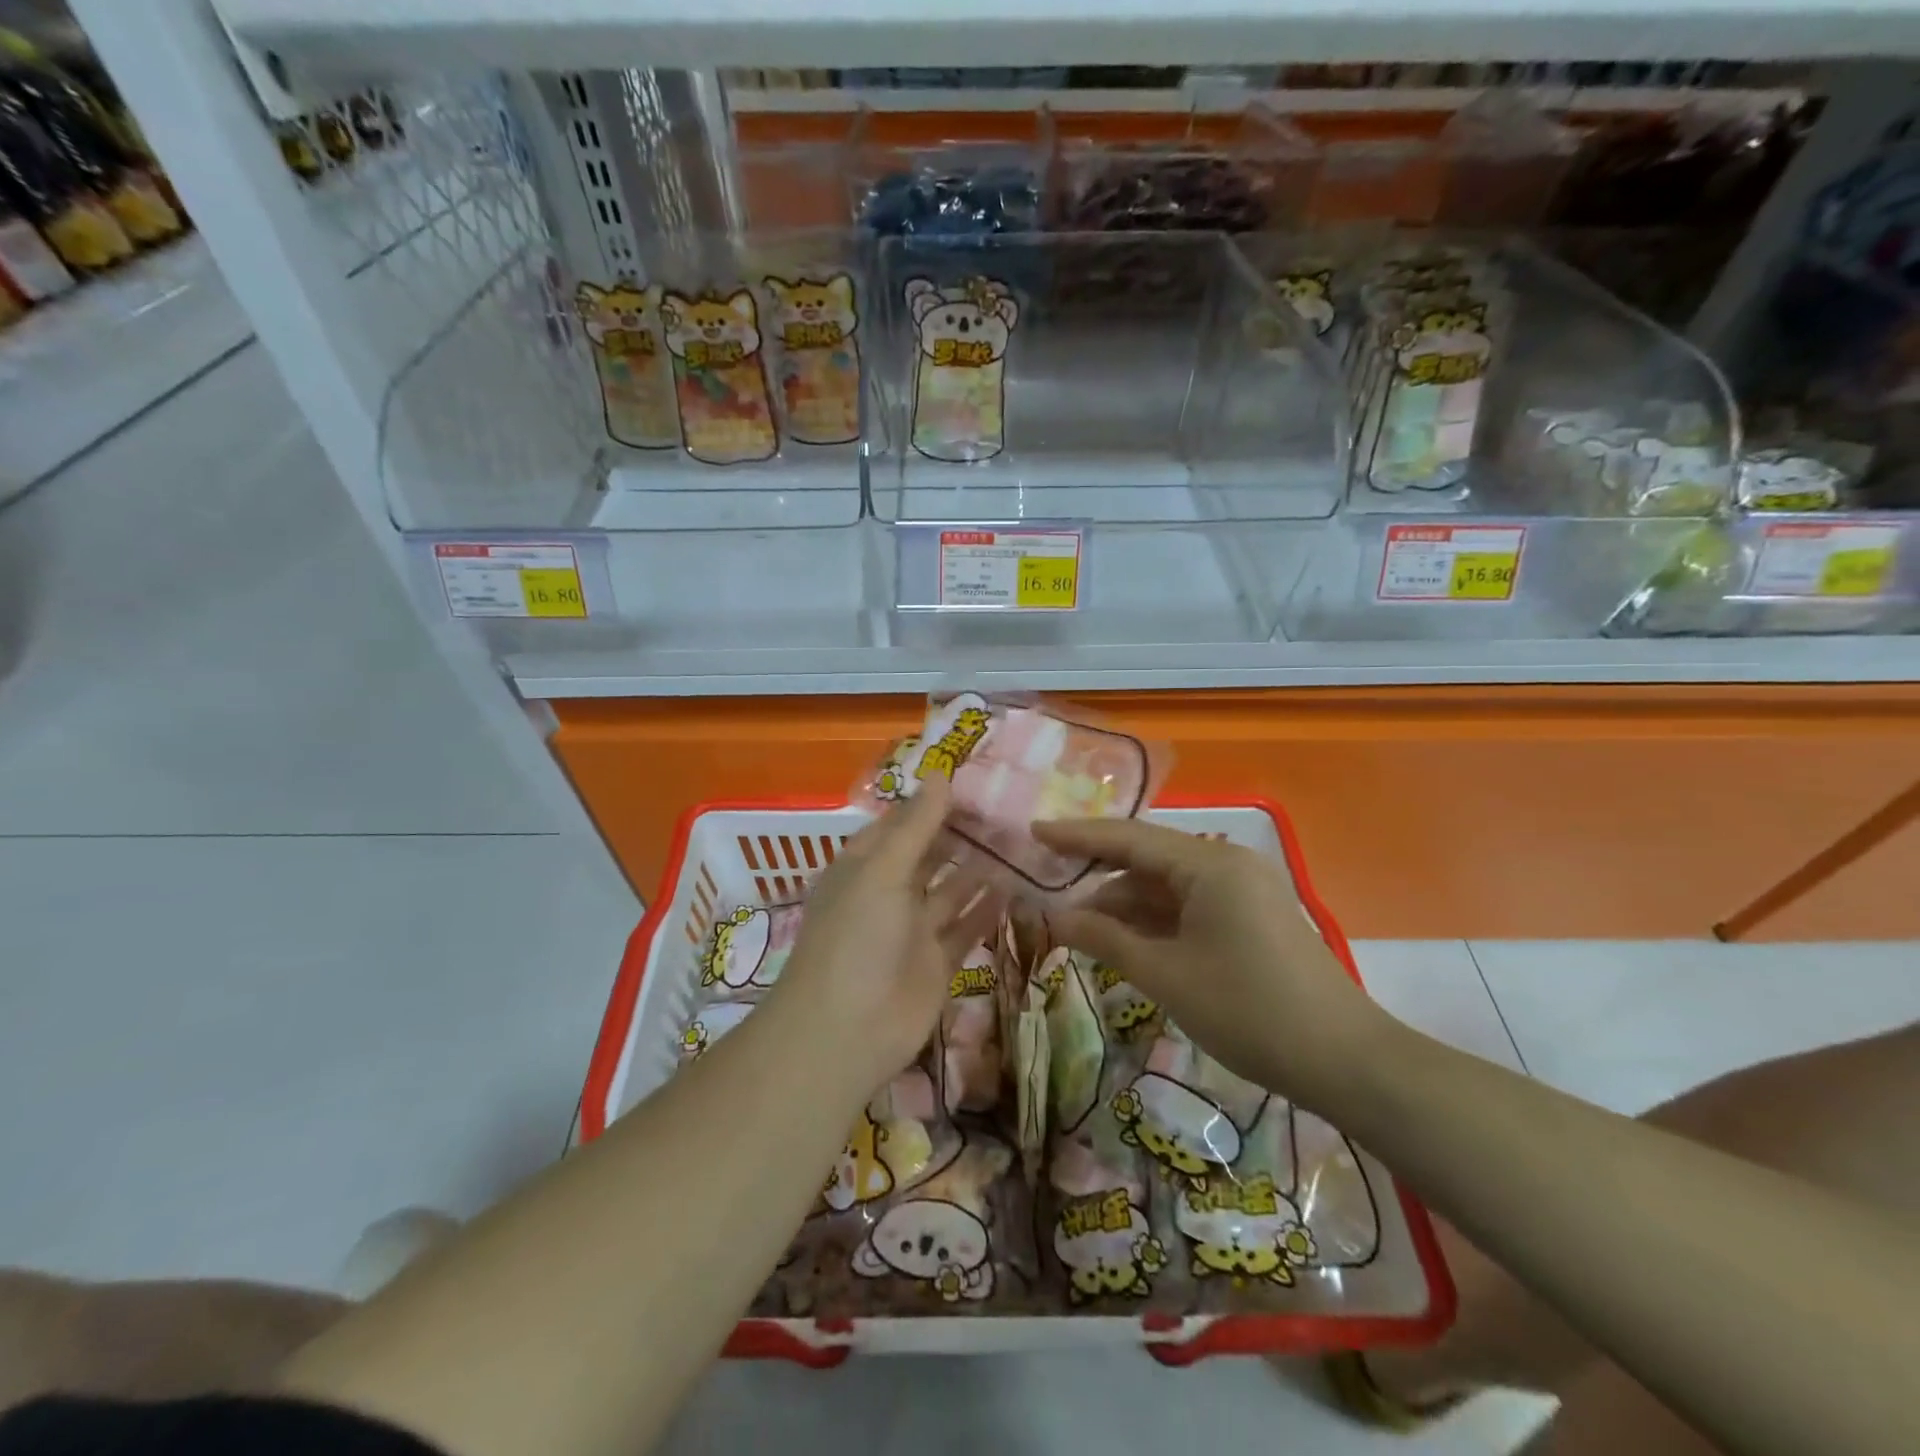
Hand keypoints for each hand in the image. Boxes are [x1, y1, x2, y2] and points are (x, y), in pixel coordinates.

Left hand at [772, 778, 1001, 1097]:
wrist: (846, 1032)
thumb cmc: (856, 938)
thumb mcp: (882, 871)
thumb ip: (915, 827)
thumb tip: (941, 775)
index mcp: (864, 866)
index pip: (901, 824)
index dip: (933, 803)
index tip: (976, 782)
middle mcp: (888, 893)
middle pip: (929, 854)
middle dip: (962, 834)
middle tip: (1010, 809)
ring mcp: (913, 930)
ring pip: (952, 890)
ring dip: (980, 868)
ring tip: (1021, 840)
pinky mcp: (937, 963)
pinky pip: (966, 927)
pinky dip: (988, 909)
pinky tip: (1017, 886)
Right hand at [1033, 818, 1398, 1113]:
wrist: (1345, 1061)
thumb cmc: (1249, 1011)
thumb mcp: (1166, 975)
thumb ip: (1106, 939)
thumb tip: (1055, 918)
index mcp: (1209, 864)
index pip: (1128, 838)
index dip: (1077, 836)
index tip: (1033, 833)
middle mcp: (1226, 864)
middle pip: (1146, 857)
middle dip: (1096, 872)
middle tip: (1044, 879)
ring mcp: (1242, 890)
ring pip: (1166, 885)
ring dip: (1122, 902)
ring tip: (1074, 923)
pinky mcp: (1249, 917)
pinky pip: (1188, 905)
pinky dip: (1152, 919)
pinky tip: (1120, 938)